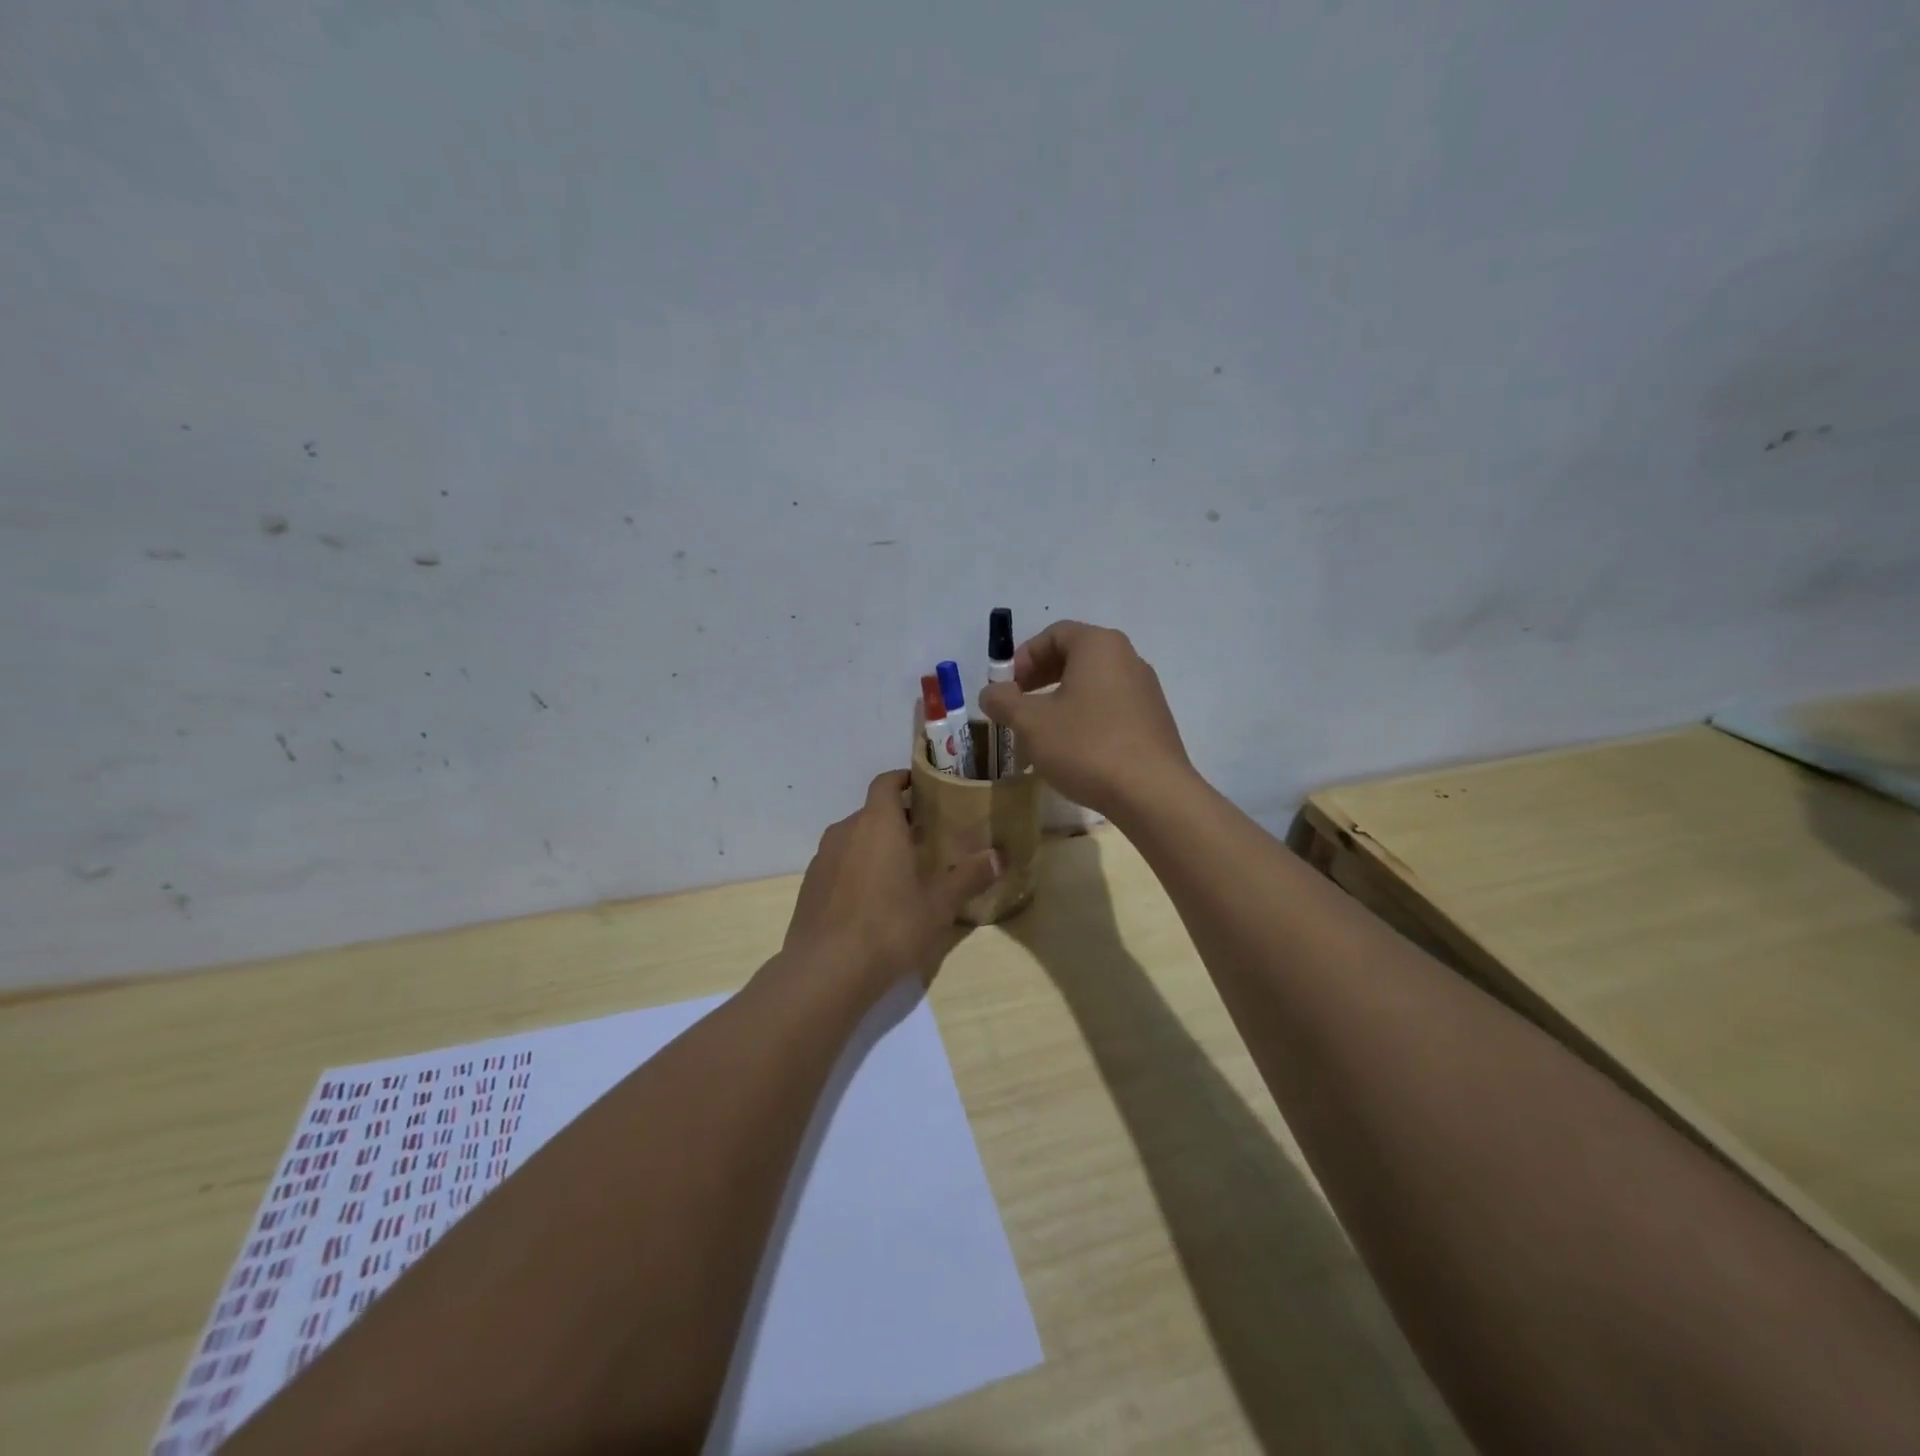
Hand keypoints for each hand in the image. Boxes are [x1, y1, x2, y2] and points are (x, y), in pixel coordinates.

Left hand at [782, 770, 1000, 994]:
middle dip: (897, 819)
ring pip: (854, 839)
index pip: (886, 782)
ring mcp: (823, 857)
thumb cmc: (889, 926)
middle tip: (926, 838)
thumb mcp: (938, 905)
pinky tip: (872, 901)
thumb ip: (968, 877)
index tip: (924, 788)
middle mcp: (846, 830)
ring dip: (876, 846)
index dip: (904, 779)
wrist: (825, 971)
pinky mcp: (810, 885)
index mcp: (878, 823)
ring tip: (902, 871)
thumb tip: (998, 857)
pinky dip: (856, 869)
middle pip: (872, 812)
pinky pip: (839, 864)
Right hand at [979, 620, 1193, 820]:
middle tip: (1018, 706)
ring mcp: (1146, 690)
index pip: (1054, 634)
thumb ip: (1004, 701)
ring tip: (1041, 732)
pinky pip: (1111, 707)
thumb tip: (991, 692)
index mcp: (1099, 645)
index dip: (1023, 657)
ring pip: (1092, 684)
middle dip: (1040, 678)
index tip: (1006, 687)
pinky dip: (1085, 717)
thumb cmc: (1086, 745)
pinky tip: (1073, 750)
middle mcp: (1127, 658)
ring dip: (1061, 701)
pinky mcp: (1154, 720)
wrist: (1151, 793)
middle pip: (1075, 656)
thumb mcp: (1031, 723)